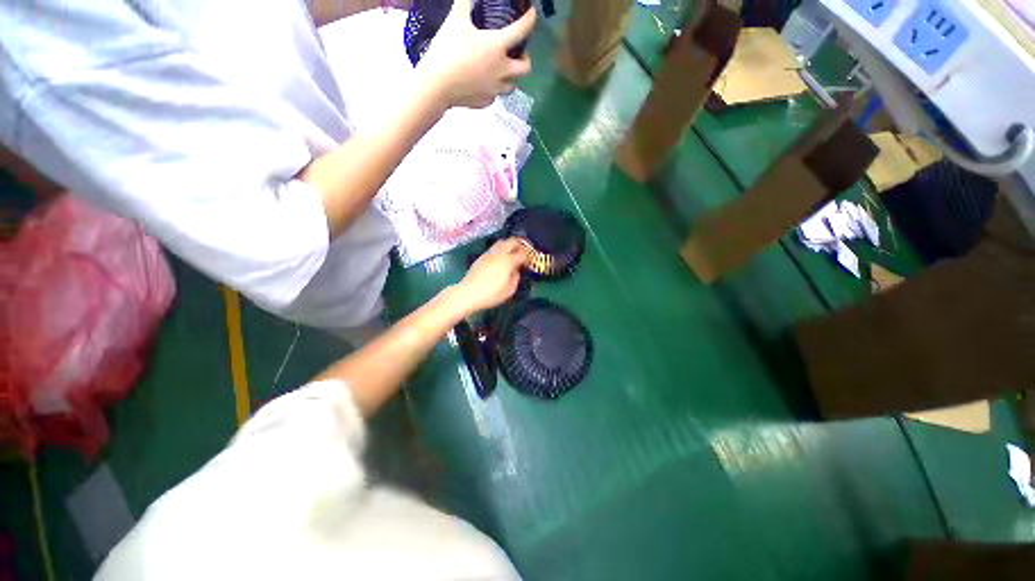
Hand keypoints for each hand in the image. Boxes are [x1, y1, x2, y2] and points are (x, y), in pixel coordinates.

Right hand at [416, 0, 536, 108]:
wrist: (436, 86)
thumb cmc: (447, 51)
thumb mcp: (455, 21)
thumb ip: (465, 3)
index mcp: (497, 47)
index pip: (522, 31)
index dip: (530, 20)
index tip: (532, 15)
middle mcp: (502, 71)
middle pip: (525, 68)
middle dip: (525, 59)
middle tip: (517, 53)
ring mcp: (494, 90)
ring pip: (512, 86)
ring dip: (511, 77)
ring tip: (502, 70)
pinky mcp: (485, 102)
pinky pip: (496, 96)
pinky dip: (494, 89)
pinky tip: (486, 84)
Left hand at [452, 238, 529, 315]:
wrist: (468, 293)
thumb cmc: (491, 294)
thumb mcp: (510, 290)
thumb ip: (516, 277)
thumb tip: (516, 270)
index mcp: (508, 261)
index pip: (522, 253)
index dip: (528, 257)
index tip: (529, 263)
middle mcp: (499, 253)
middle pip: (512, 241)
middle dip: (520, 245)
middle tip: (523, 253)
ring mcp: (489, 254)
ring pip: (502, 242)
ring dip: (509, 246)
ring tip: (512, 255)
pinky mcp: (481, 257)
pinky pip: (494, 248)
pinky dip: (500, 250)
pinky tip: (500, 260)